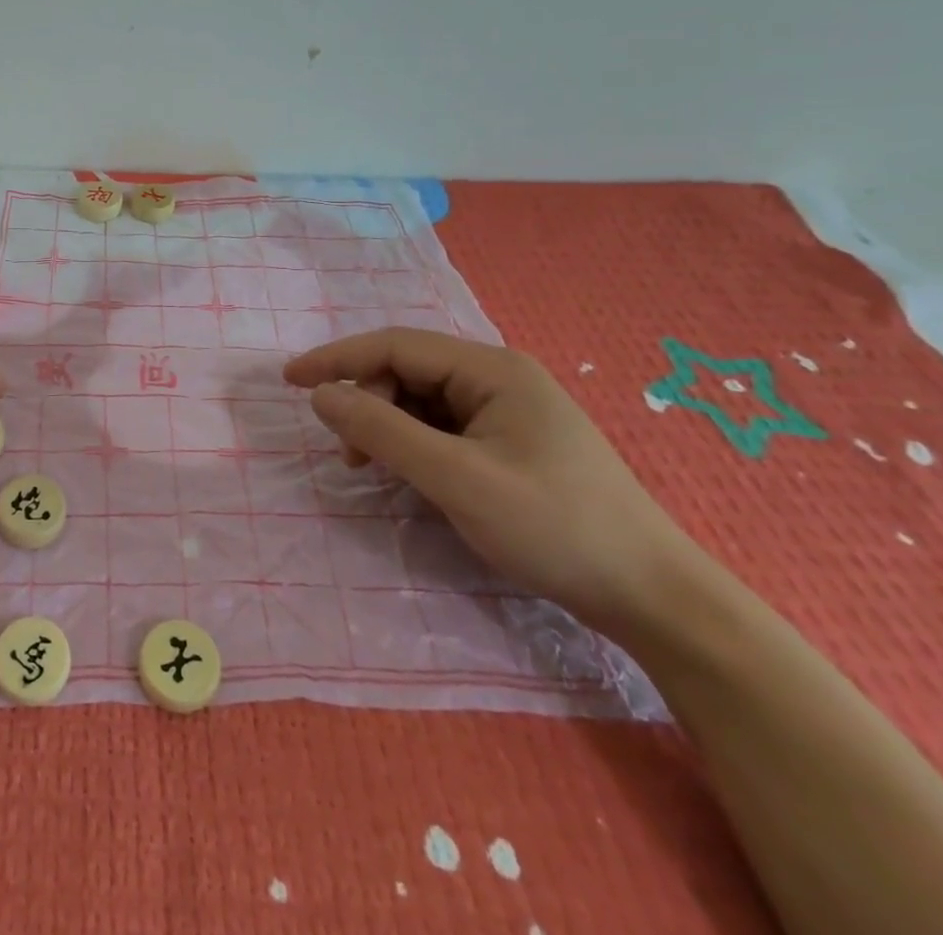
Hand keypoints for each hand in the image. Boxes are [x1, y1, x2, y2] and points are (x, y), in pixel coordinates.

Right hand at [284, 329, 702, 634]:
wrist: (653, 597)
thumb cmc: (555, 528)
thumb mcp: (457, 479)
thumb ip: (383, 431)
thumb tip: (320, 395)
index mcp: (491, 370)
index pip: (395, 346)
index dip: (337, 359)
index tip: (290, 380)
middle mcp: (498, 379)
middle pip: (407, 372)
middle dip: (367, 404)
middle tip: (347, 456)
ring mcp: (507, 412)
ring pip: (422, 403)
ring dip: (388, 428)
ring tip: (373, 469)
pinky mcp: (511, 444)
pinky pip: (443, 429)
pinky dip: (414, 446)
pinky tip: (410, 476)